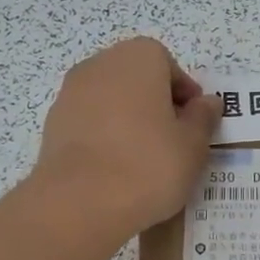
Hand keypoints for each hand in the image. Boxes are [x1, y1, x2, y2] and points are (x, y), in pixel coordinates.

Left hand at [31, 38, 221, 242]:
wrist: (79, 202)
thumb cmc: (148, 164)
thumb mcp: (193, 145)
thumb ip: (203, 118)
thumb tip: (206, 103)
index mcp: (138, 58)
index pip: (168, 65)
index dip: (184, 95)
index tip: (193, 125)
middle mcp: (100, 64)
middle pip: (136, 79)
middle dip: (155, 104)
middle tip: (171, 141)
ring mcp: (71, 92)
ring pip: (110, 100)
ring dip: (127, 120)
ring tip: (142, 159)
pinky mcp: (53, 123)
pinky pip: (88, 122)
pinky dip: (103, 137)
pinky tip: (114, 169)